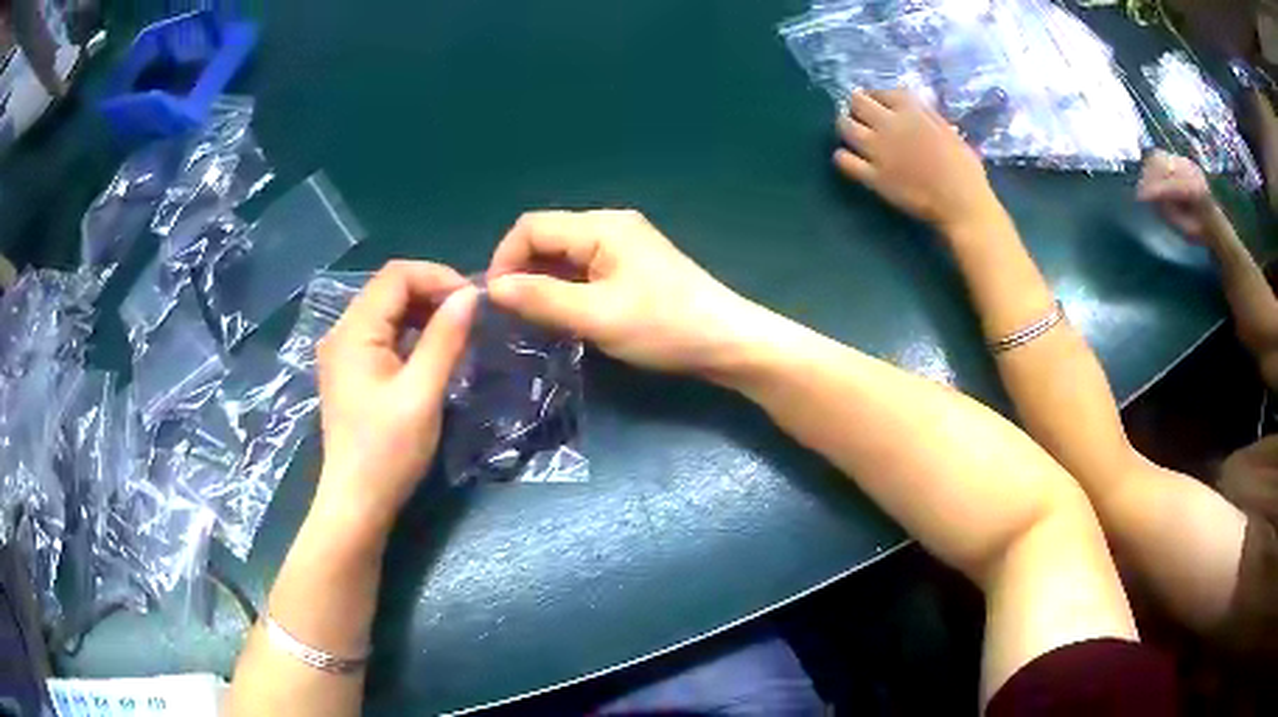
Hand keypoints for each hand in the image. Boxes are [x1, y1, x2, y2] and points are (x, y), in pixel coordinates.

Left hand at [312, 261, 477, 535]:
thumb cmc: (388, 451)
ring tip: (456, 332)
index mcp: (354, 331)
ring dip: (422, 312)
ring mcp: (343, 352)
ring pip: (386, 311)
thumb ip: (445, 339)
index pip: (396, 275)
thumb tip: (469, 295)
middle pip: (389, 289)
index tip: (472, 301)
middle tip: (469, 317)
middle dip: (431, 292)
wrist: (356, 502)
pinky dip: (409, 333)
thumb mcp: (422, 393)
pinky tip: (431, 352)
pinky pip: (381, 334)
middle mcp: (342, 332)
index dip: (437, 276)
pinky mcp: (350, 371)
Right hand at [486, 210, 764, 375]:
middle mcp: (609, 226)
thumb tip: (492, 288)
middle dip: (522, 272)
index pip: (531, 227)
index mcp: (601, 226)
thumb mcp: (597, 316)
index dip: (504, 259)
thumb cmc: (664, 327)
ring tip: (532, 320)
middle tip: (511, 316)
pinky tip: (563, 316)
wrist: (727, 342)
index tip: (495, 301)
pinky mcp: (632, 266)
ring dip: (543, 283)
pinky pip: (584, 269)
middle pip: (547, 238)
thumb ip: (541, 298)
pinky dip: (565, 289)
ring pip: (564, 255)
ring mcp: (624, 245)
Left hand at [833, 89, 1001, 235]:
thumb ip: (927, 116)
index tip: (877, 103)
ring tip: (850, 131)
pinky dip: (842, 157)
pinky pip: (844, 161)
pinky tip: (848, 158)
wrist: (962, 204)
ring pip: (845, 127)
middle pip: (857, 102)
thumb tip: (914, 105)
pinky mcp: (873, 176)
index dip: (877, 96)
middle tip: (858, 113)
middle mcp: (890, 125)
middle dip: (856, 105)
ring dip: (844, 126)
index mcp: (912, 112)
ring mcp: (879, 151)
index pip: (883, 92)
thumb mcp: (948, 131)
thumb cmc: (964, 170)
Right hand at [1136, 150, 1221, 241]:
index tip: (1140, 198)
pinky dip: (1154, 166)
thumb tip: (1152, 200)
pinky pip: (1163, 156)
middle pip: (1163, 163)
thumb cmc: (1200, 232)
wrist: (1215, 222)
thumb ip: (1171, 214)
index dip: (1154, 190)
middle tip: (1142, 192)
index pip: (1171, 185)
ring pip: (1160, 156)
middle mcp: (1191, 170)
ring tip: (1146, 185)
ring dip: (1150, 170)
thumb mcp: (1187, 230)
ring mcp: (1186, 162)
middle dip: (1149, 176)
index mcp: (1196, 191)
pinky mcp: (1182, 159)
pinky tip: (1153, 179)